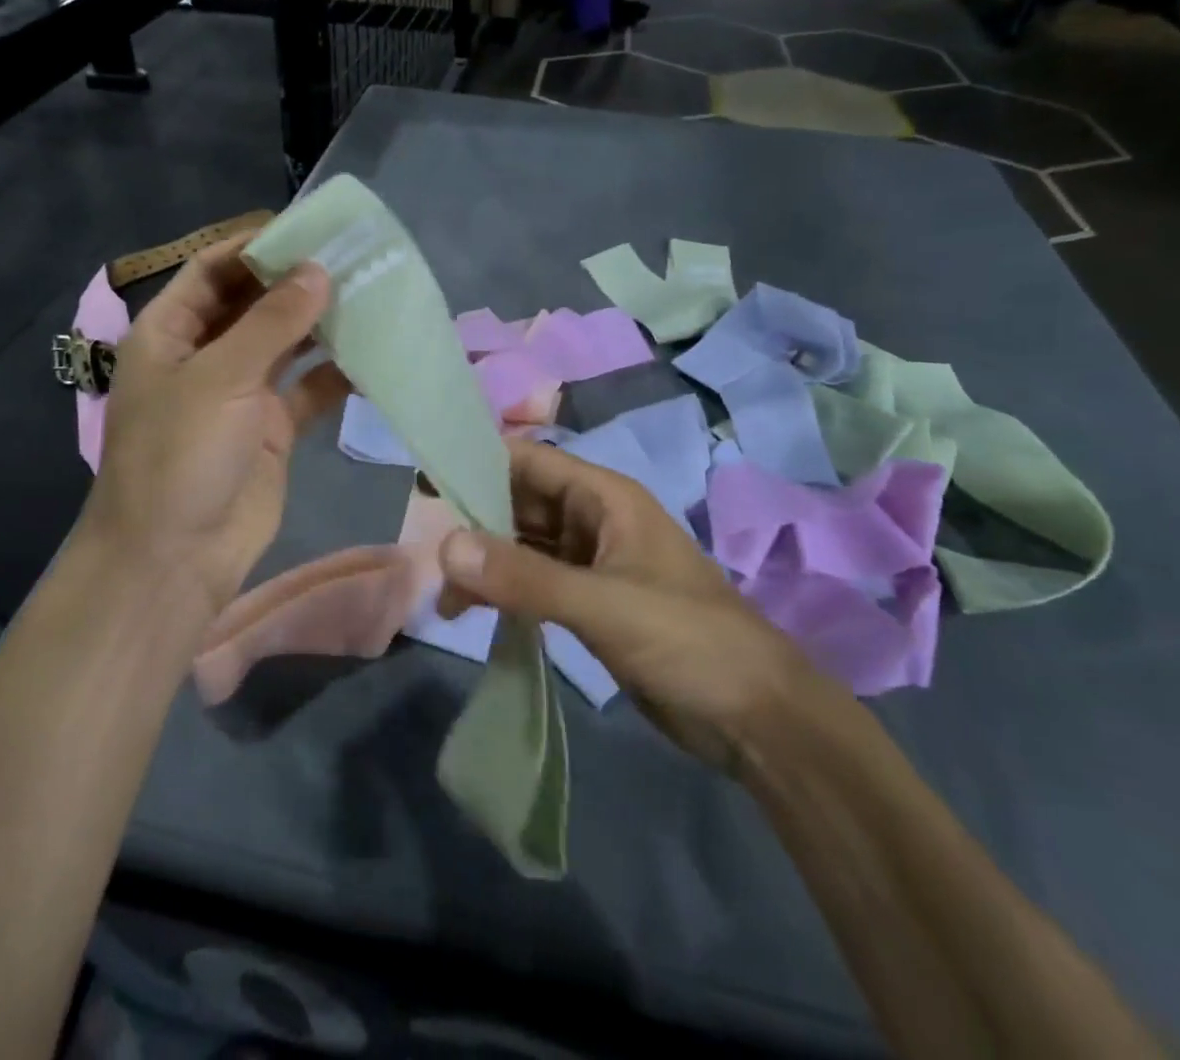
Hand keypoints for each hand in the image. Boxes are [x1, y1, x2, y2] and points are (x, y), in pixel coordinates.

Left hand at [80, 238, 350, 617]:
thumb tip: (319, 270)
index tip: (311, 228)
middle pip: (254, 303)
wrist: (175, 559)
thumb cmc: (180, 456)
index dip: (257, 245)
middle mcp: (206, 355)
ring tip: (372, 294)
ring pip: (286, 344)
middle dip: (298, 281)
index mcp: (171, 332)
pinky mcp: (272, 427)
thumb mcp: (221, 378)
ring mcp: (241, 392)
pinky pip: (309, 389)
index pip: (214, 269)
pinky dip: (336, 372)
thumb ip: (272, 322)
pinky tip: (374, 353)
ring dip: (322, 323)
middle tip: (354, 257)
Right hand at [437, 440, 838, 772]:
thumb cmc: (688, 640)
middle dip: (474, 520)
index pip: (529, 460)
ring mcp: (590, 561)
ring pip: (523, 545)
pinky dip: (503, 590)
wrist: (756, 718)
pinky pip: (534, 582)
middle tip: (422, 548)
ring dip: (485, 562)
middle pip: (520, 502)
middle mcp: (593, 519)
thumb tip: (444, 547)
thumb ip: (524, 578)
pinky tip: (473, 611)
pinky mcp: (588, 601)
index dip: (478, 464)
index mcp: (604, 497)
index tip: (425, 485)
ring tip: (443, 594)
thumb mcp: (603, 605)